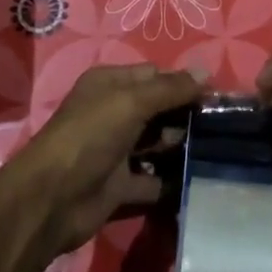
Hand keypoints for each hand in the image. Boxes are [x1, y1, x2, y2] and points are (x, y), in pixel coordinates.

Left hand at [0, 63, 202, 255]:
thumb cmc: (89, 137)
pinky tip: (199, 180)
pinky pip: (153, 179)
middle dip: (186, 115)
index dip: (183, 84)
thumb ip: (169, 88)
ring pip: (157, 143)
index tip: (216, 98)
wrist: (52, 199)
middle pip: (158, 109)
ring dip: (181, 146)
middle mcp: (113, 113)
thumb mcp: (130, 102)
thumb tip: (205, 72)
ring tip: (216, 151)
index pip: (154, 76)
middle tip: (220, 127)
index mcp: (109, 85)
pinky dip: (172, 181)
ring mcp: (116, 150)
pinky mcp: (120, 185)